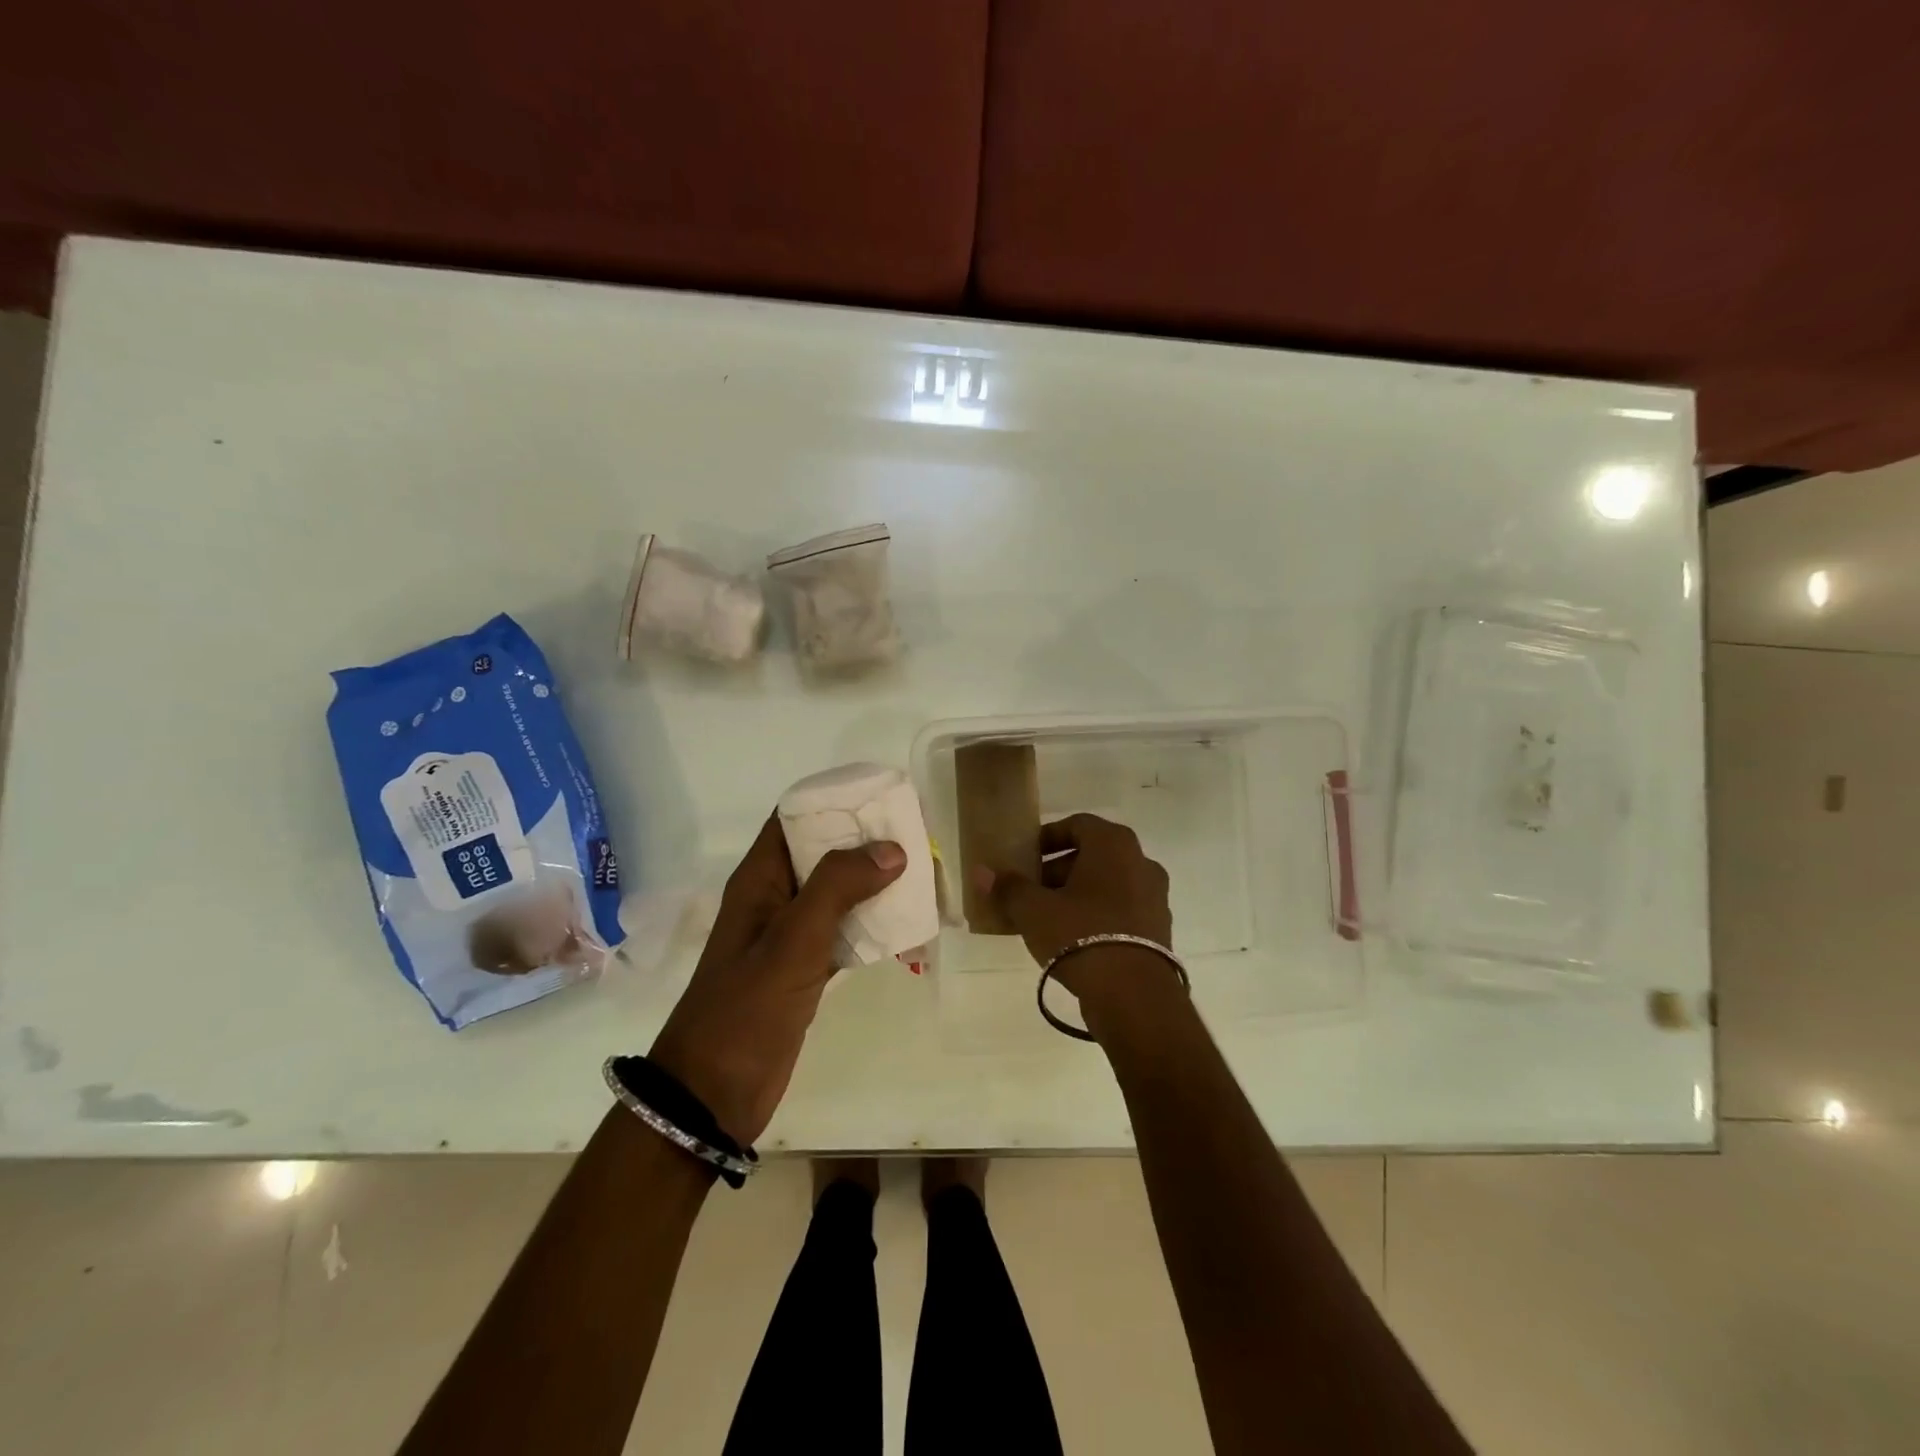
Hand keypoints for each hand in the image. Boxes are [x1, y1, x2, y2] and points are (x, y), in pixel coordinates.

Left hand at [650, 814, 904, 1145]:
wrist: (713, 1095)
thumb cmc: (746, 1008)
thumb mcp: (792, 940)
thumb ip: (838, 887)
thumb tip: (891, 849)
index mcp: (759, 880)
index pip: (794, 819)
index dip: (834, 802)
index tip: (882, 797)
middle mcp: (774, 899)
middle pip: (822, 854)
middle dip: (865, 842)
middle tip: (916, 835)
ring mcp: (789, 936)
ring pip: (838, 894)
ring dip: (874, 883)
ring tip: (922, 874)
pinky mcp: (805, 970)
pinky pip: (844, 933)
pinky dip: (872, 925)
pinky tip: (907, 924)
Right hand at [975, 813, 1172, 995]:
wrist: (1134, 996)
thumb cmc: (1081, 934)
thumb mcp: (1034, 910)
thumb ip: (1008, 887)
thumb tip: (982, 872)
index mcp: (1113, 845)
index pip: (1077, 825)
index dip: (1047, 838)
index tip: (1025, 858)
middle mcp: (1140, 862)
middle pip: (1092, 855)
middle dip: (1057, 870)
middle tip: (1030, 891)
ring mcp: (1154, 897)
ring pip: (1106, 885)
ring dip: (1076, 895)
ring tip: (1046, 919)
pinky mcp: (1158, 929)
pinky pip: (1120, 910)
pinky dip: (1096, 915)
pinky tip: (1072, 940)